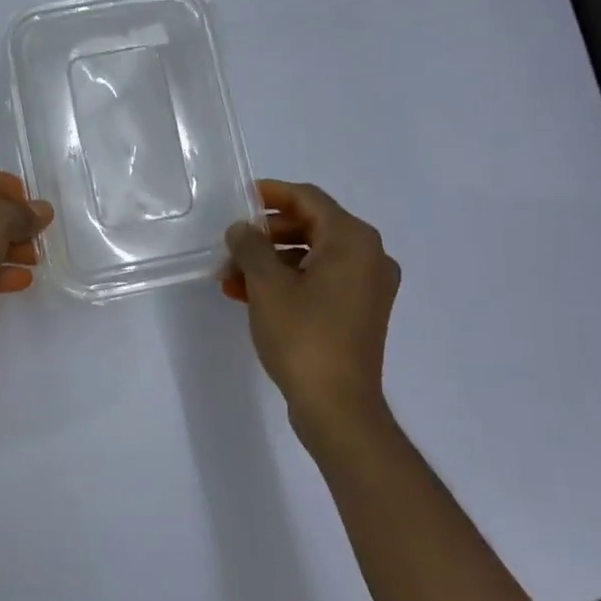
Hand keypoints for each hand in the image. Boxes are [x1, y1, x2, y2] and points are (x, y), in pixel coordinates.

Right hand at [222, 180, 401, 456]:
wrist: (337, 407)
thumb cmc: (303, 337)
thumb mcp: (267, 286)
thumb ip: (251, 246)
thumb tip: (241, 229)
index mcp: (353, 240)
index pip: (308, 199)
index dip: (271, 194)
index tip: (239, 198)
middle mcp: (369, 256)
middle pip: (311, 226)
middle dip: (266, 235)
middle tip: (232, 244)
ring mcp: (367, 286)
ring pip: (312, 257)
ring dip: (271, 262)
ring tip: (231, 276)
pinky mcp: (359, 312)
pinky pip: (320, 281)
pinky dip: (288, 282)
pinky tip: (250, 295)